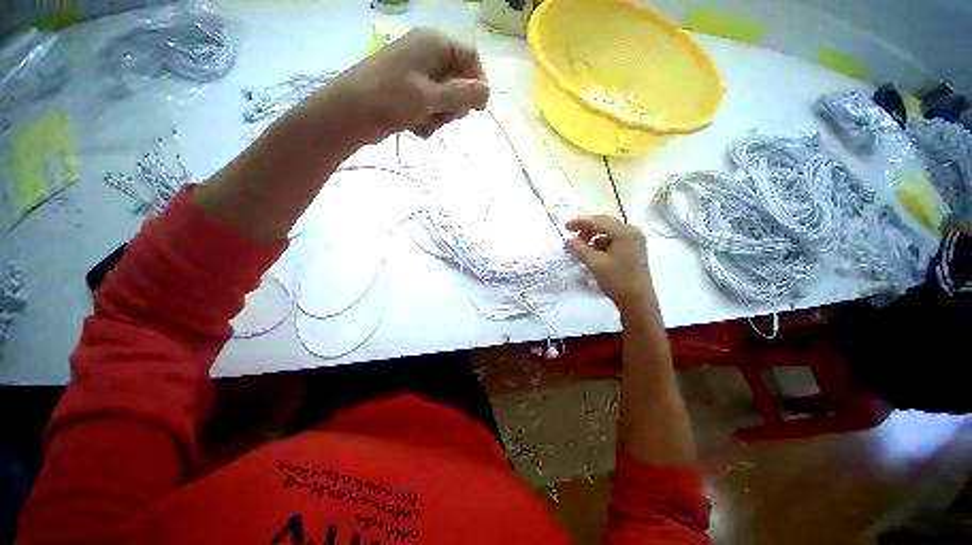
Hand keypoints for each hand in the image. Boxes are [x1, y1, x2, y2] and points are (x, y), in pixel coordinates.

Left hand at [307, 28, 489, 144]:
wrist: (349, 114)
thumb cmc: (390, 99)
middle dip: (455, 105)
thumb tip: (487, 92)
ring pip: (446, 99)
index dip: (477, 84)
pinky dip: (428, 119)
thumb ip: (462, 95)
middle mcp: (428, 55)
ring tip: (424, 122)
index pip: (471, 59)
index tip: (476, 110)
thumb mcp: (431, 97)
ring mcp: (417, 74)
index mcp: (435, 44)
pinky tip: (416, 126)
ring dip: (440, 116)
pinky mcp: (410, 92)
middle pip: (460, 81)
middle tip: (443, 115)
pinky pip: (431, 107)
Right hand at [566, 215, 652, 311]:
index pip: (599, 220)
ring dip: (593, 239)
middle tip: (574, 241)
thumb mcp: (596, 263)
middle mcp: (631, 232)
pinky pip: (612, 241)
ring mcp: (633, 241)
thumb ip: (580, 249)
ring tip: (582, 250)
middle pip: (604, 224)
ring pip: (607, 233)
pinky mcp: (632, 250)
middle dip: (587, 230)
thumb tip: (568, 240)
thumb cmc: (618, 280)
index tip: (565, 228)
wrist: (637, 302)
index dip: (580, 222)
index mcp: (625, 232)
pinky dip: (600, 245)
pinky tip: (593, 255)